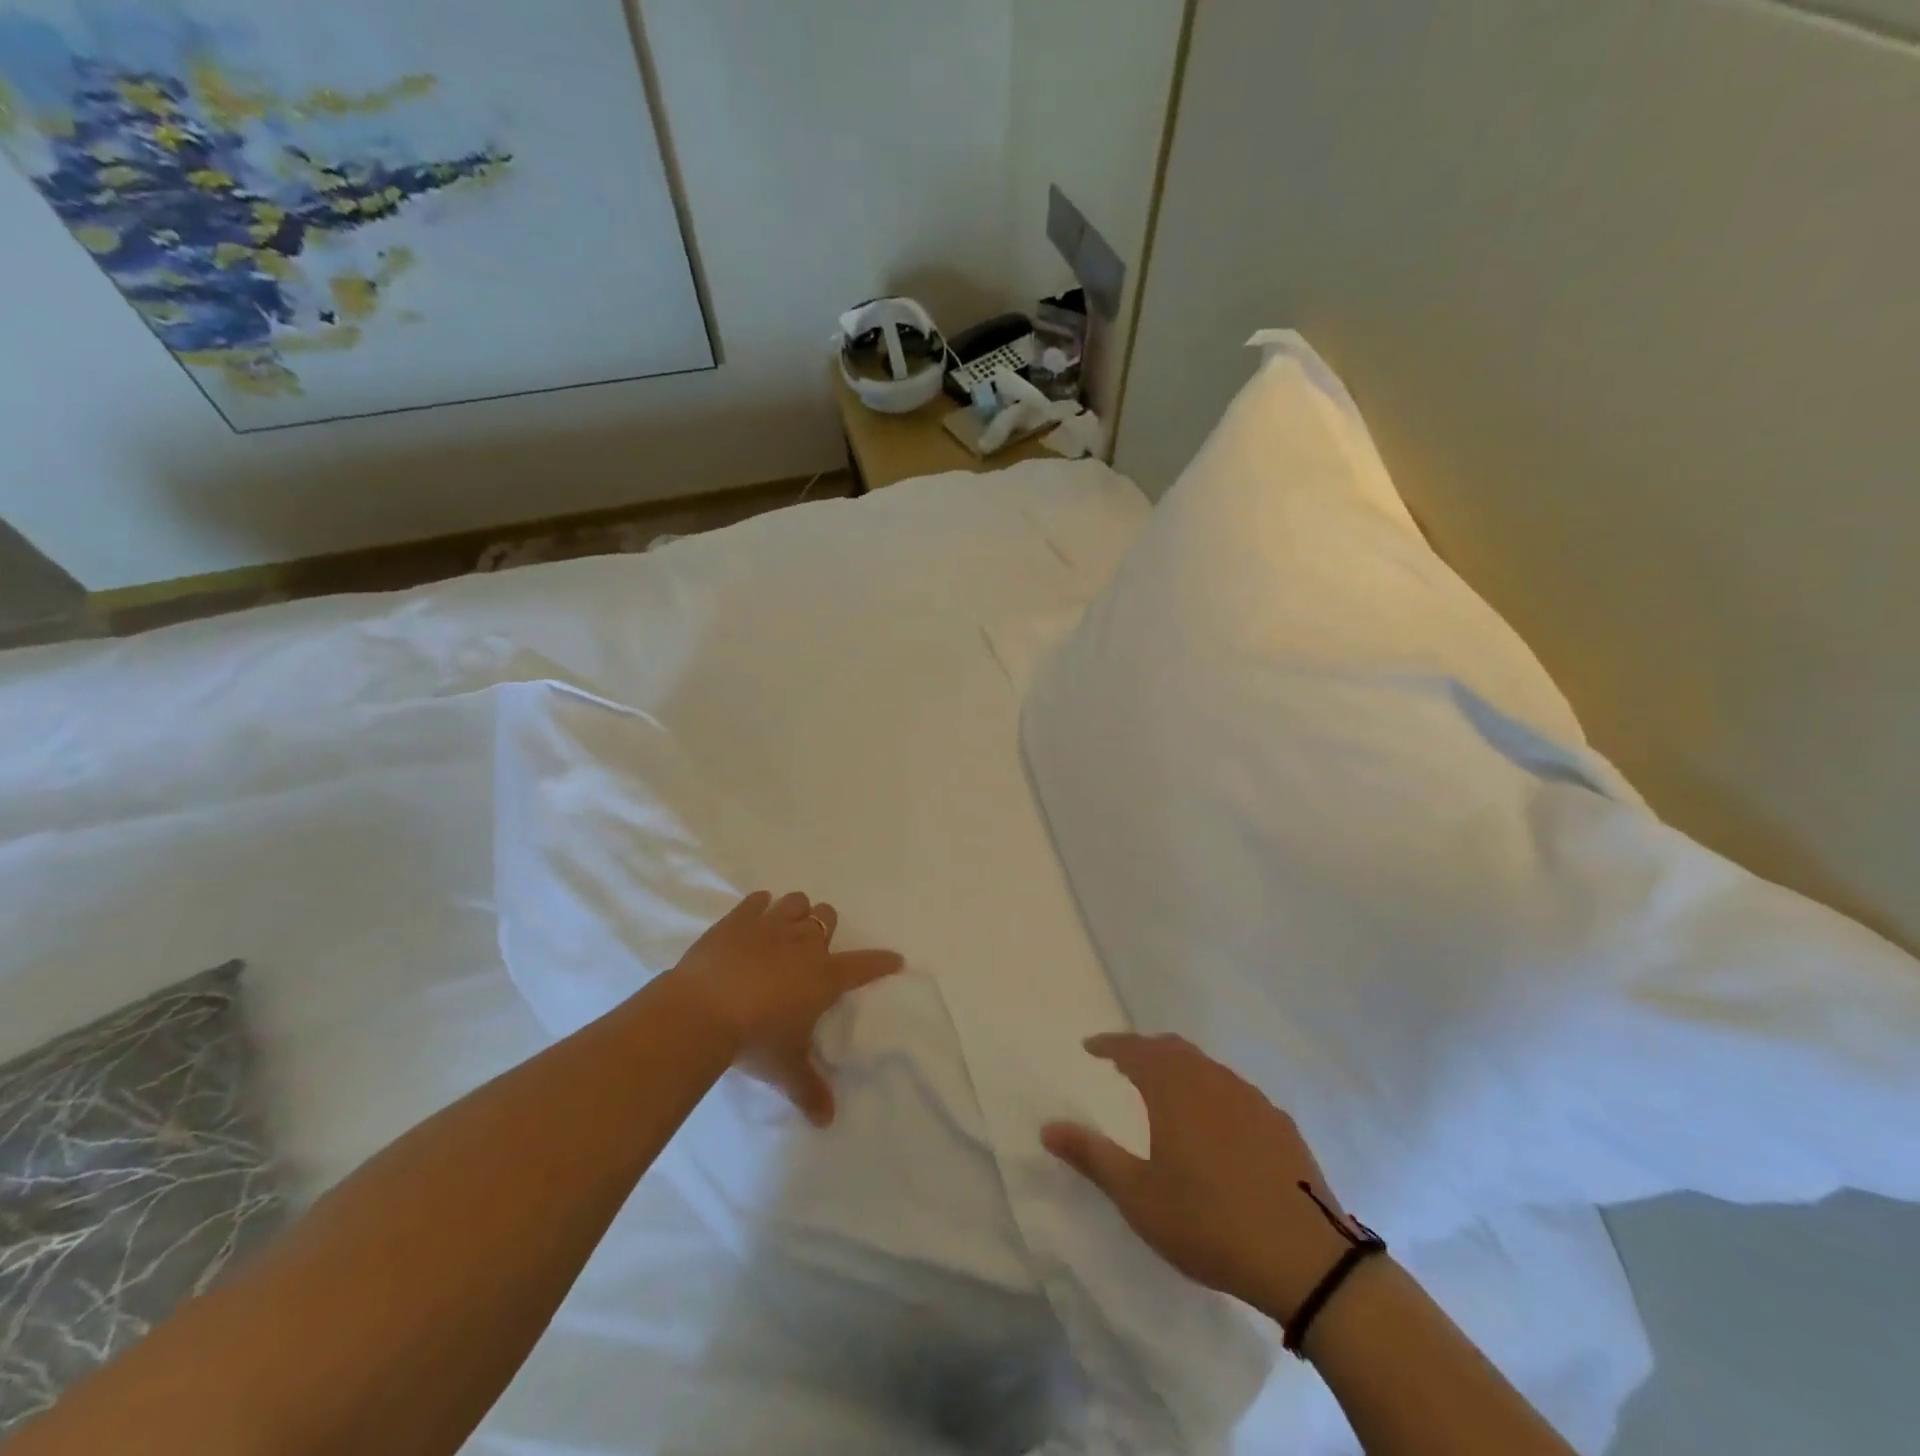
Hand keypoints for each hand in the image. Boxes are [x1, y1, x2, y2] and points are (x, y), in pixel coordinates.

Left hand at [667, 890, 903, 1126]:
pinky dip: (759, 907)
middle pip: (827, 917)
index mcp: (825, 976)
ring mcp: (772, 925)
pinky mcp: (739, 918)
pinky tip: (753, 918)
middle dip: (823, 929)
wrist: (702, 1011)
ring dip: (795, 912)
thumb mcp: (785, 1068)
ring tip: (783, 930)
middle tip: (811, 950)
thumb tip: (827, 1122)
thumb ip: (810, 1090)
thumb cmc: (754, 1039)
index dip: (881, 963)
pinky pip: (758, 900)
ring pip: (797, 902)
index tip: (894, 960)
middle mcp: (805, 943)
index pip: (865, 965)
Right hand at [1043, 1033, 1362, 1321]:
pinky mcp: (1280, 1124)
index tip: (1090, 1047)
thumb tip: (1047, 1126)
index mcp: (1175, 1090)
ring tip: (1165, 1089)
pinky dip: (1212, 1091)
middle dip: (1144, 1050)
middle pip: (1173, 1049)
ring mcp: (1252, 1099)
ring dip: (1180, 1068)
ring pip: (1207, 1067)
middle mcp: (1213, 1081)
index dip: (1110, 1044)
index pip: (1135, 1049)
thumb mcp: (1138, 1197)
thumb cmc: (1209, 1223)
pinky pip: (1235, 1091)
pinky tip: (1216, 1123)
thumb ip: (1092, 1157)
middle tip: (1124, 1063)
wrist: (1306, 1260)